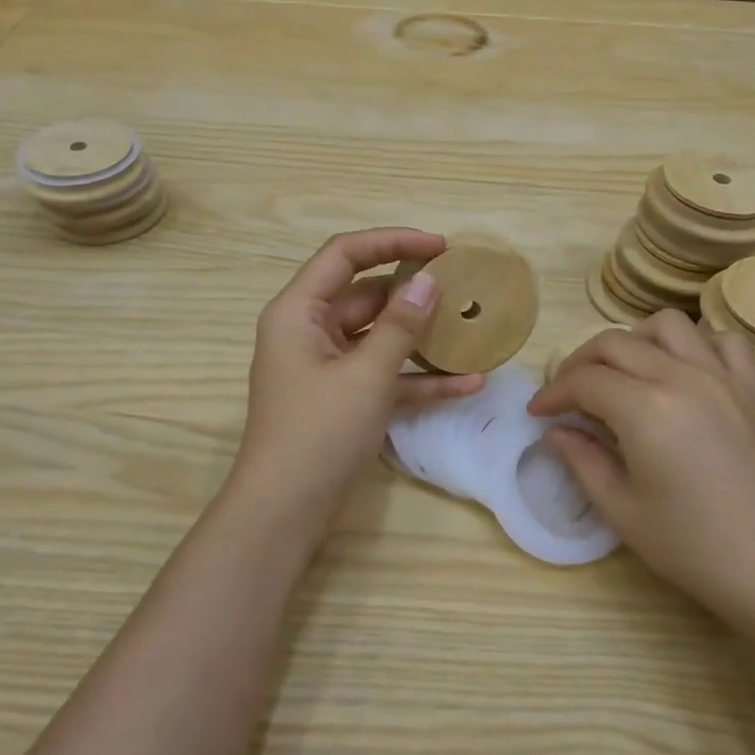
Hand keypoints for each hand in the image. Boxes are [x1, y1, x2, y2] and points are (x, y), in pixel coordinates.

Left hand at [230, 228, 483, 528]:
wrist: (284, 513)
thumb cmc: (318, 433)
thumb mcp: (366, 375)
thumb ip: (400, 326)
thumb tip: (428, 281)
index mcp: (299, 311)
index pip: (344, 254)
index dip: (391, 241)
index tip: (440, 246)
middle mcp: (308, 331)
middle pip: (364, 294)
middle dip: (412, 290)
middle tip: (461, 286)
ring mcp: (326, 367)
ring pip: (378, 336)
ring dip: (420, 336)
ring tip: (470, 327)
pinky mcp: (342, 398)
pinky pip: (383, 375)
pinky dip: (417, 377)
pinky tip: (467, 384)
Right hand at [528, 311, 754, 635]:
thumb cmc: (695, 549)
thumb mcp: (623, 511)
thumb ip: (582, 461)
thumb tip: (556, 432)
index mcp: (645, 408)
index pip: (584, 380)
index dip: (553, 393)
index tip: (537, 414)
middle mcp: (682, 377)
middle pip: (615, 343)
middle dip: (579, 364)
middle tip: (567, 397)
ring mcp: (723, 378)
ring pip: (667, 326)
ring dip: (633, 341)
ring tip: (622, 376)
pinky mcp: (752, 391)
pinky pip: (722, 342)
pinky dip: (695, 344)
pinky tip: (683, 373)